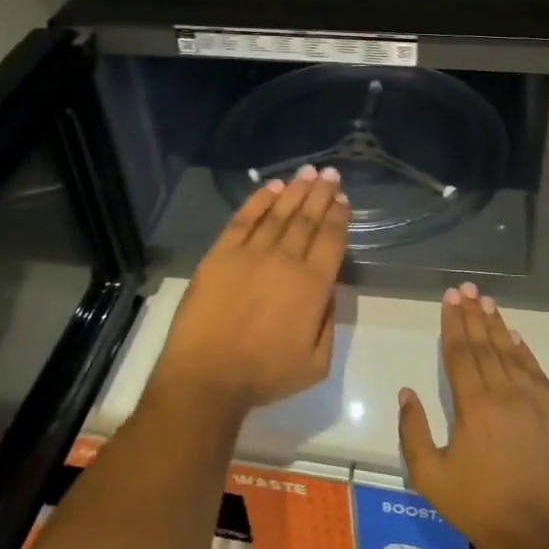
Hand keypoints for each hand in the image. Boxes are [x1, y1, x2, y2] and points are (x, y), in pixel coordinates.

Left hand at [150, 165, 349, 418]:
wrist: (206, 376)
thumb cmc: (264, 375)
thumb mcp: (316, 363)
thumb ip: (329, 322)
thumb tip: (329, 289)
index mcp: (312, 287)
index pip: (330, 240)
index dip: (338, 217)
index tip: (342, 198)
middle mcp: (285, 261)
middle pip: (307, 219)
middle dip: (321, 194)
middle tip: (330, 174)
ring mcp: (250, 254)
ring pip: (278, 213)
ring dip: (295, 191)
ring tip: (307, 172)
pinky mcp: (220, 254)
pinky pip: (243, 220)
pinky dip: (259, 200)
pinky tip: (271, 187)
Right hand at [398, 283, 548, 548]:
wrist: (533, 536)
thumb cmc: (476, 506)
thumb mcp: (429, 475)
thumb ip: (413, 430)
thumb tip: (407, 392)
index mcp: (474, 405)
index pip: (461, 352)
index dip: (454, 323)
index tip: (450, 298)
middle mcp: (505, 394)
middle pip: (486, 345)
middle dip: (474, 315)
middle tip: (468, 288)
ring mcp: (534, 403)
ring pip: (512, 354)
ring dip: (498, 326)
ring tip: (488, 302)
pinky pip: (537, 374)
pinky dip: (525, 352)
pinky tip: (517, 338)